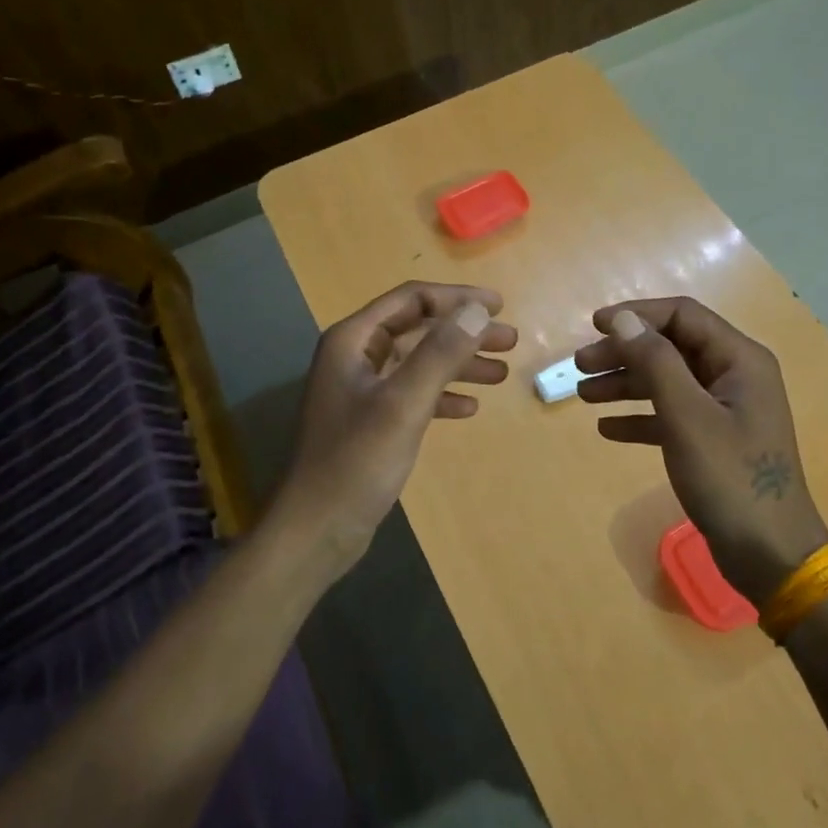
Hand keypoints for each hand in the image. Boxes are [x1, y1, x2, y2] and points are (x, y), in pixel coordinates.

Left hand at [275, 281, 516, 578]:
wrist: (317, 529)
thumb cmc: (357, 462)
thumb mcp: (404, 404)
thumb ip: (440, 353)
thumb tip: (478, 310)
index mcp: (354, 341)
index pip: (411, 300)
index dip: (457, 298)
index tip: (500, 307)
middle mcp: (355, 357)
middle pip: (418, 329)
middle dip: (464, 332)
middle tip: (510, 341)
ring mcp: (362, 390)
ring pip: (419, 363)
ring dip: (459, 364)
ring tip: (501, 373)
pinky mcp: (370, 421)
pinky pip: (413, 394)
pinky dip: (442, 395)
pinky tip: (470, 408)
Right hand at [575, 298, 827, 606]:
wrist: (770, 554)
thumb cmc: (730, 478)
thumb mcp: (687, 416)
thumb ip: (655, 362)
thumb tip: (624, 319)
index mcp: (739, 360)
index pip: (682, 316)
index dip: (637, 315)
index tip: (594, 326)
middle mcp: (734, 376)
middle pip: (671, 348)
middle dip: (624, 353)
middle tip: (580, 367)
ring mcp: (725, 410)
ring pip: (667, 381)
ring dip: (626, 384)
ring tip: (583, 395)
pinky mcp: (714, 440)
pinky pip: (671, 415)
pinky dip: (640, 417)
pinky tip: (608, 429)